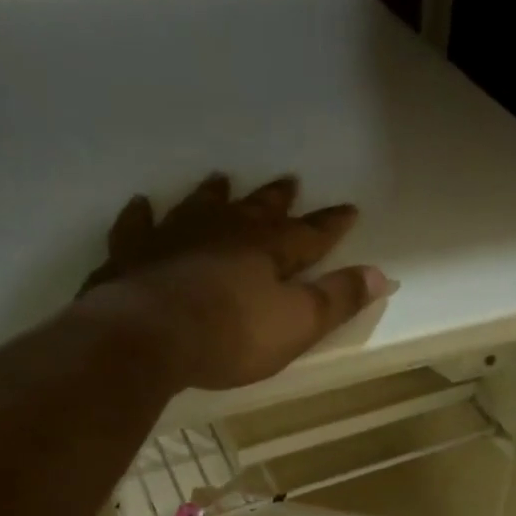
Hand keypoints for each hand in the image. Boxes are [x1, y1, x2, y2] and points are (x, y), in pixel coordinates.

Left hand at [74, 173, 393, 390]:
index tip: (350, 208)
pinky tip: (142, 206)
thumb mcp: (299, 324)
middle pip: (256, 211)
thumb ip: (339, 299)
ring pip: (200, 207)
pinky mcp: (133, 255)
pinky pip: (138, 227)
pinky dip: (142, 216)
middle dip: (276, 199)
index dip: (332, 224)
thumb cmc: (233, 334)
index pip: (310, 234)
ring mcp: (174, 238)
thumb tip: (382, 275)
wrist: (149, 336)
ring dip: (214, 195)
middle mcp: (223, 232)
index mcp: (268, 250)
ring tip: (221, 180)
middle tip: (289, 180)